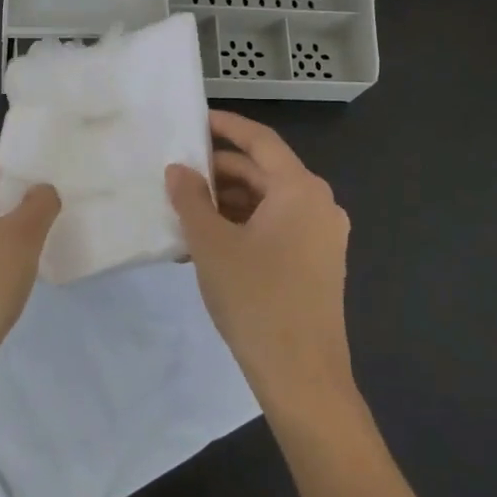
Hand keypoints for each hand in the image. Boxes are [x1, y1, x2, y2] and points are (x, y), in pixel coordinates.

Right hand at [167, 111, 353, 415]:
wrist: (302, 376)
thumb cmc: (256, 300)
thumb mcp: (212, 245)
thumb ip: (191, 199)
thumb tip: (177, 170)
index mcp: (300, 190)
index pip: (260, 141)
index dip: (226, 126)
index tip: (194, 119)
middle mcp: (318, 205)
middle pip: (263, 172)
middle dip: (219, 171)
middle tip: (176, 172)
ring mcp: (321, 236)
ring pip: (267, 202)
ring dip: (227, 202)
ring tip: (183, 210)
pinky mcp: (315, 263)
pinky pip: (275, 228)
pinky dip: (242, 226)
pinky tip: (206, 241)